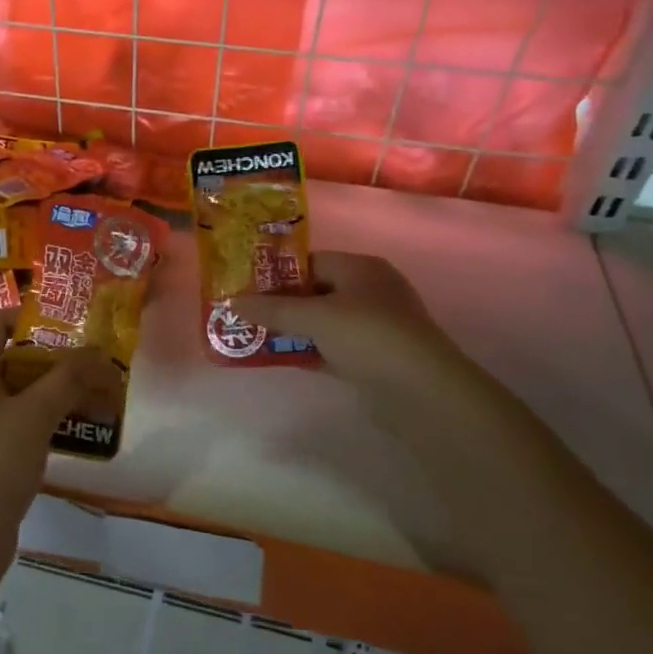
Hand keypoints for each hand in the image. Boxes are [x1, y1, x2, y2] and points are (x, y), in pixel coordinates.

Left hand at [0, 310, 120, 565]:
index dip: (31, 318)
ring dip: (50, 392)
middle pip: (8, 356)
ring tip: (90, 400)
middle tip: (91, 368)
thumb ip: (68, 379)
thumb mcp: (36, 415)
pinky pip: (8, 420)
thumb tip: (97, 354)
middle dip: (52, 360)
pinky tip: (67, 432)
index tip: (70, 331)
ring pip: (12, 391)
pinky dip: (37, 419)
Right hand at [231, 251, 474, 406]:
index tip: (244, 285)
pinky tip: (280, 357)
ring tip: (254, 335)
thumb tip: (231, 303)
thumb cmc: (367, 336)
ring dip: (291, 329)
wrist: (421, 392)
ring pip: (321, 322)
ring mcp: (374, 326)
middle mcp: (370, 291)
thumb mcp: (313, 317)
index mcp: (361, 268)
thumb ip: (272, 309)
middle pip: (314, 291)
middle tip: (244, 311)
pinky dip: (308, 350)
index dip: (276, 273)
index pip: (310, 261)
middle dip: (280, 303)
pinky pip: (330, 346)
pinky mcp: (374, 357)